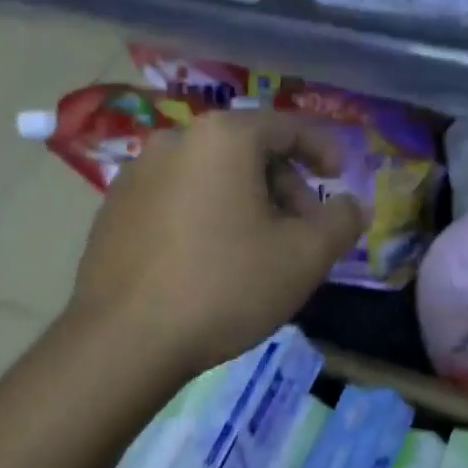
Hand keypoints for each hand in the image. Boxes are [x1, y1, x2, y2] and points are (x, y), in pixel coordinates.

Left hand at [65, 109, 363, 380]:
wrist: (124, 341)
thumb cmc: (225, 286)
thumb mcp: (305, 257)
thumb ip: (342, 221)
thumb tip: (354, 205)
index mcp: (223, 138)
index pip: (288, 126)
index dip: (323, 148)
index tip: (339, 178)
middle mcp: (175, 140)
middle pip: (248, 150)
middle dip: (285, 184)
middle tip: (304, 230)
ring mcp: (136, 174)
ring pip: (211, 175)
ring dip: (247, 202)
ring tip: (260, 251)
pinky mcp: (114, 210)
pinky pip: (178, 198)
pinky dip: (207, 215)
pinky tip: (212, 261)